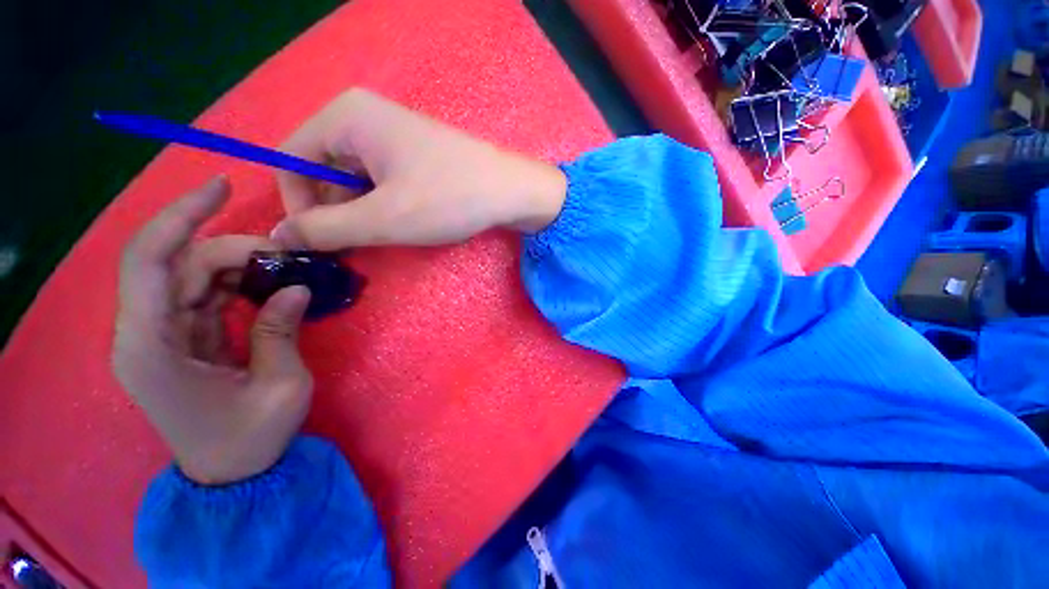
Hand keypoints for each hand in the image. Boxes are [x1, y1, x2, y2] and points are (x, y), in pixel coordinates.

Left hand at [113, 177, 313, 484]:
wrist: (230, 472)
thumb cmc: (251, 438)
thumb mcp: (280, 385)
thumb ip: (281, 331)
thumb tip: (295, 287)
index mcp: (151, 349)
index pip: (149, 262)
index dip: (179, 217)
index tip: (221, 187)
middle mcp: (143, 334)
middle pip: (178, 264)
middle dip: (233, 248)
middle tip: (287, 256)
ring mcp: (159, 335)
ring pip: (191, 275)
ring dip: (237, 264)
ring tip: (283, 271)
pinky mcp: (178, 338)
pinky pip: (202, 293)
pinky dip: (235, 282)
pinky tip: (266, 287)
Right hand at [271, 88, 567, 249]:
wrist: (510, 191)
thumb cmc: (449, 199)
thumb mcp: (382, 219)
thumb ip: (325, 229)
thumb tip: (280, 237)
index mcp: (345, 117)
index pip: (291, 161)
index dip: (298, 205)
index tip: (318, 242)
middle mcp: (363, 116)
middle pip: (322, 169)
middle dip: (335, 211)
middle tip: (358, 245)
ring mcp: (391, 134)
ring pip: (353, 179)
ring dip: (361, 212)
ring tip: (387, 233)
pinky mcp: (413, 153)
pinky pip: (379, 179)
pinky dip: (382, 204)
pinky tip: (403, 221)